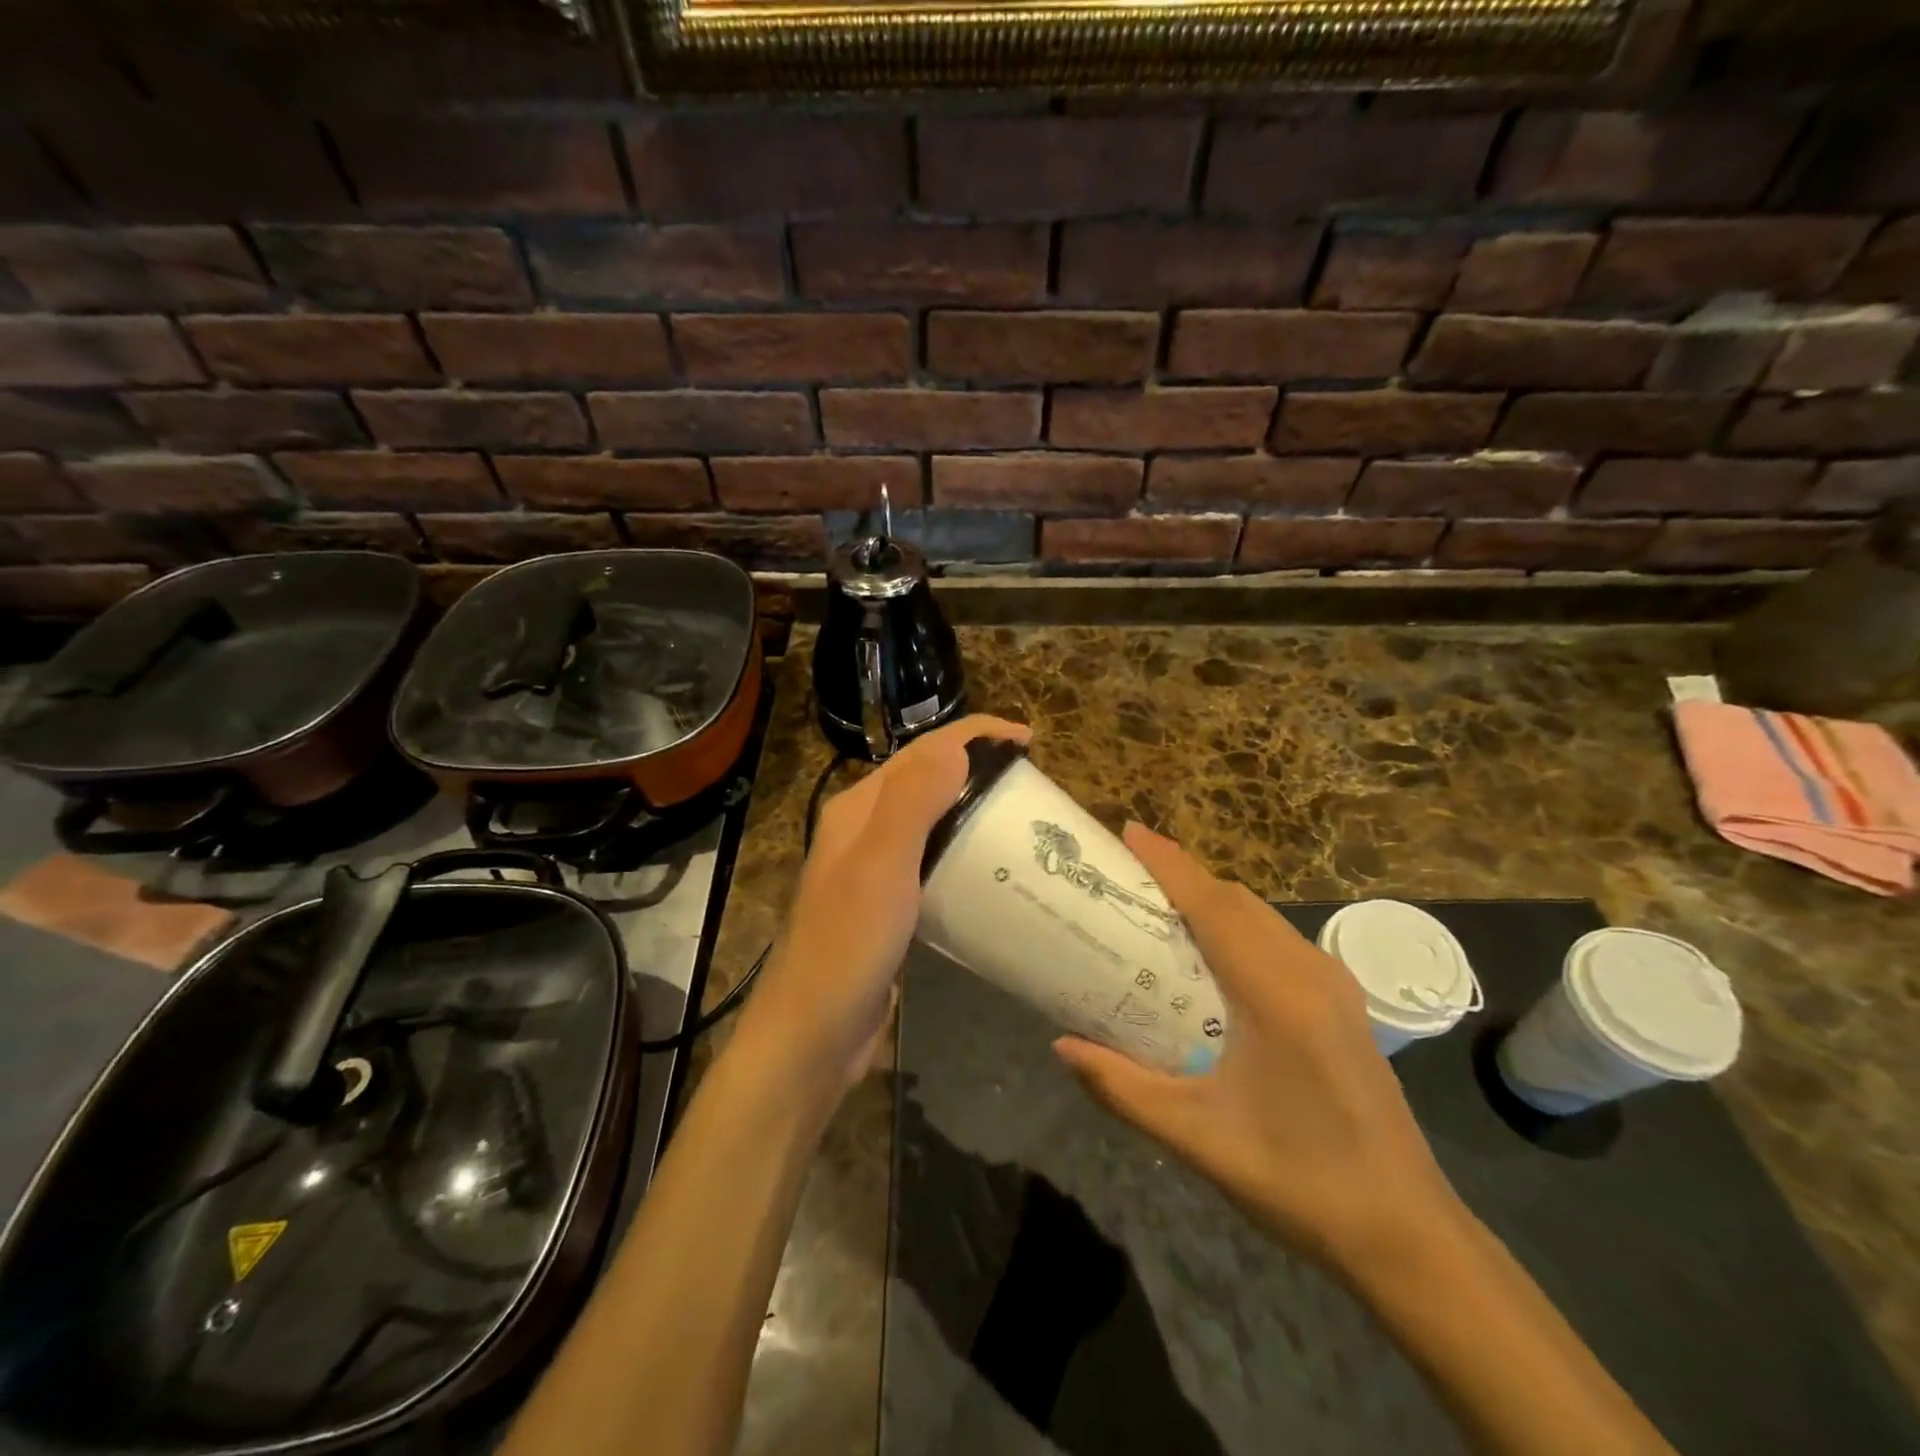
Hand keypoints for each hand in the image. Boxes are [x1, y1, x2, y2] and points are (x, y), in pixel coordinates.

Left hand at [734, 714, 1031, 1097]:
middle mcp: (864, 830)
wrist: (812, 1034)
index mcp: (859, 809)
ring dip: (972, 810)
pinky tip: (992, 872)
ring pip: (931, 822)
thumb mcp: (881, 865)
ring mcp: (875, 870)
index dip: (973, 735)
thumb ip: (913, 800)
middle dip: (976, 768)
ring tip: (1021, 820)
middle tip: (1031, 784)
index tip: (1028, 741)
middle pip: (927, 781)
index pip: (921, 752)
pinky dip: (963, 854)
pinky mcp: (890, 908)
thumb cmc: (847, 944)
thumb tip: (957, 745)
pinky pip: (933, 863)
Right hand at [1053, 825, 1462, 1276]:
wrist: (1407, 1235)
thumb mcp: (1197, 1137)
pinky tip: (1212, 958)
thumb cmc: (1298, 1181)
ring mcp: (1334, 986)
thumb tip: (1061, 1046)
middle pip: (1237, 900)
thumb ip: (1122, 1087)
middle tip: (1127, 877)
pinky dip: (1237, 926)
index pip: (1213, 906)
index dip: (1169, 863)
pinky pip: (1279, 941)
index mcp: (1277, 994)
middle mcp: (1310, 972)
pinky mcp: (1342, 1004)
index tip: (1128, 832)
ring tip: (1159, 909)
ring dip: (1211, 900)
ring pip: (1262, 917)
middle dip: (1183, 876)